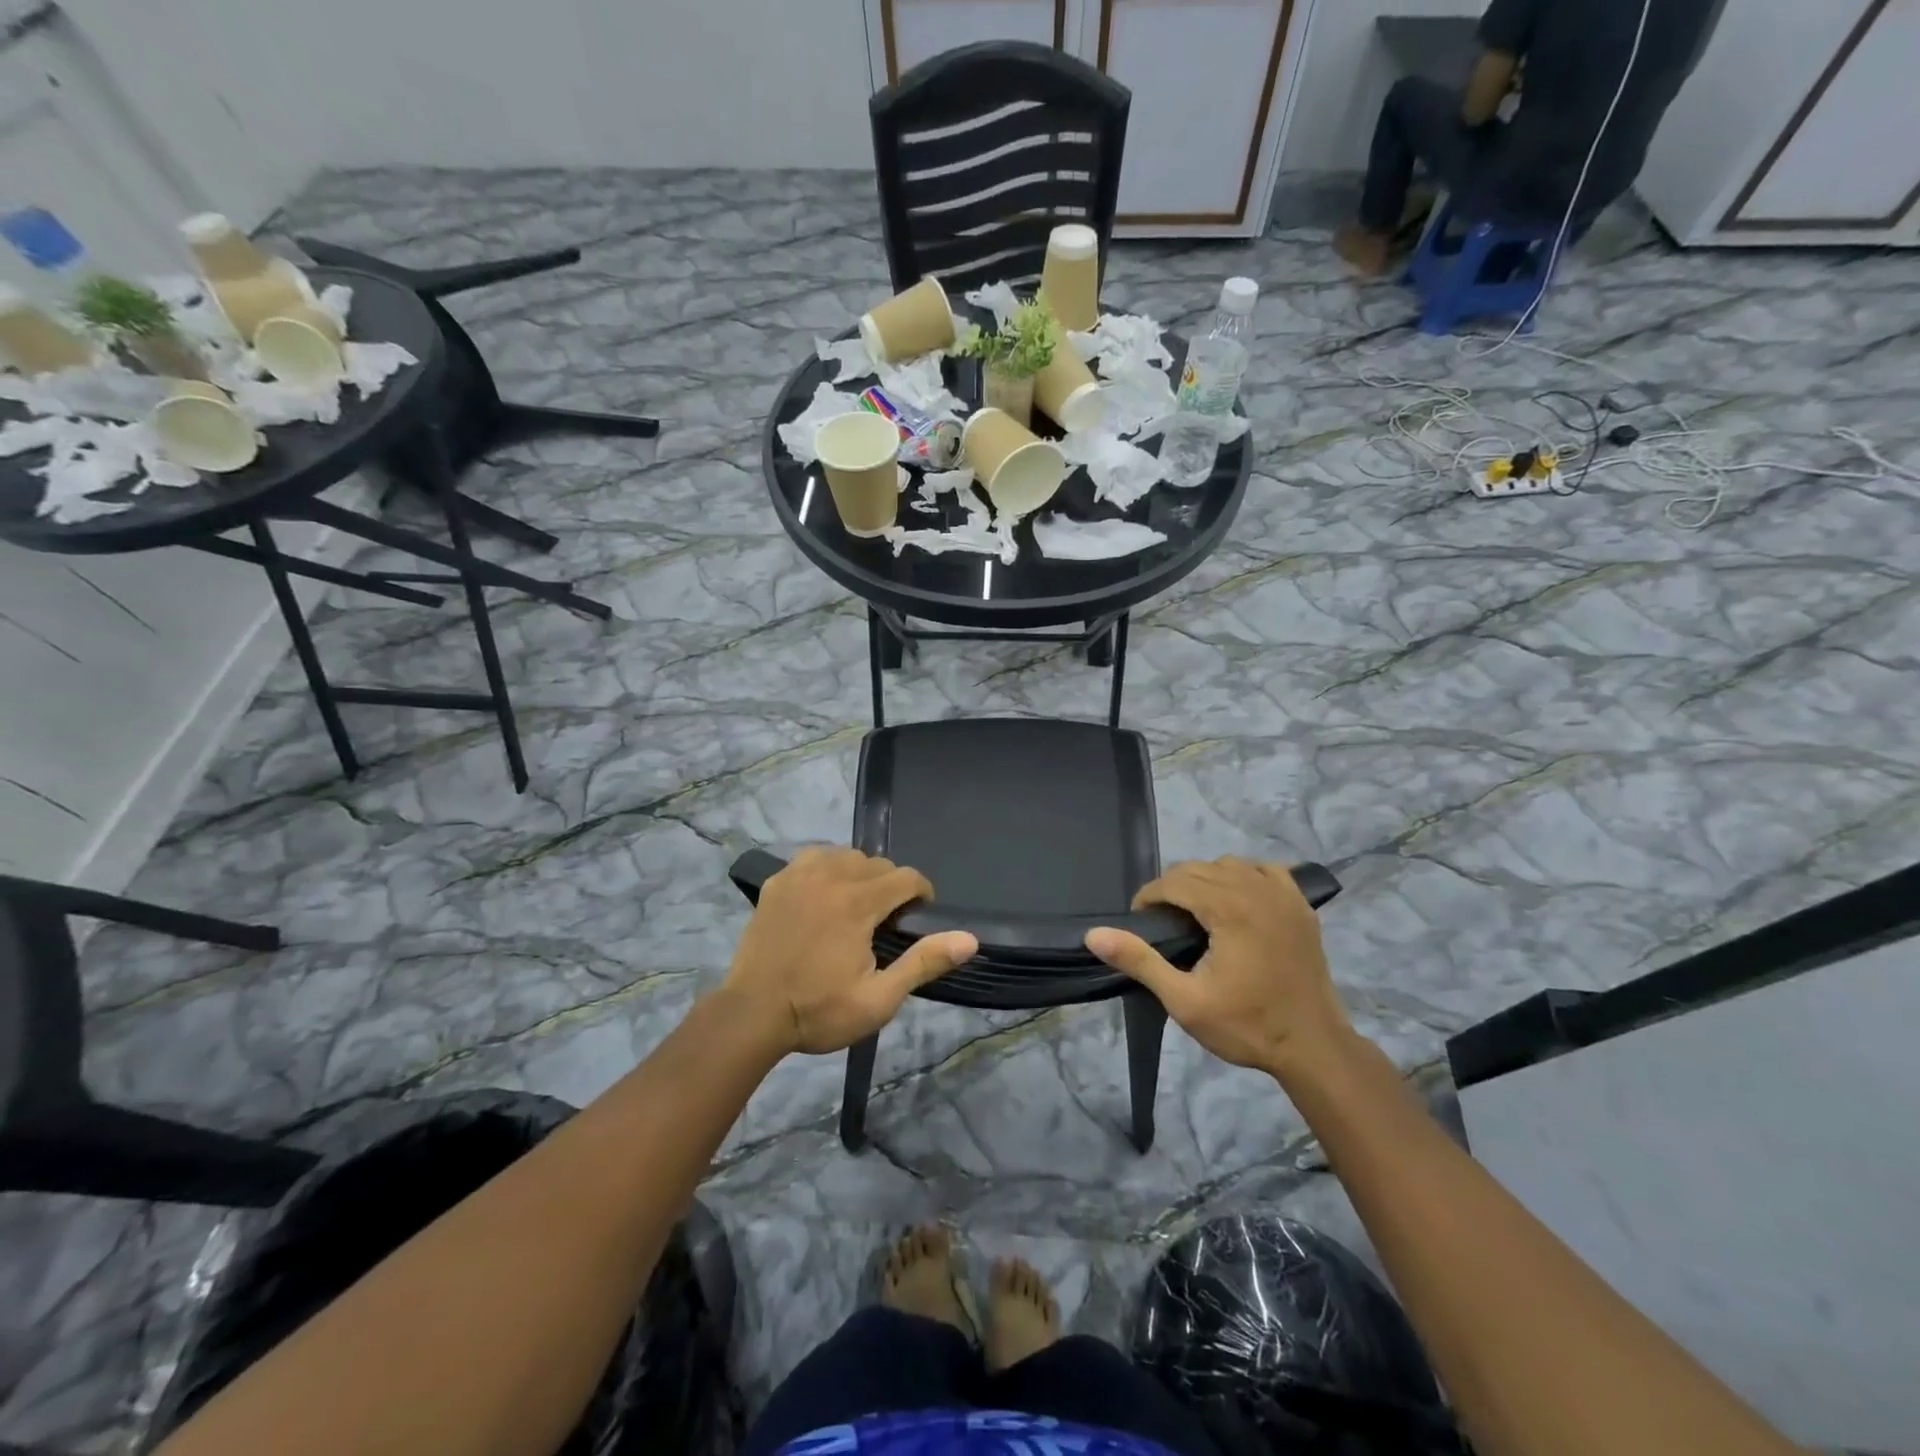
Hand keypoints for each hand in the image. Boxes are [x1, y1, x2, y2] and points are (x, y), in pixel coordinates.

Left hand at [722, 847, 977, 1056]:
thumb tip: (969, 939)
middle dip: (892, 885)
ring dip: (860, 873)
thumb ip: (923, 963)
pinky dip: (827, 867)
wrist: (752, 1016)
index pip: (906, 877)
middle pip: (877, 863)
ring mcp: (799, 875)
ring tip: (858, 905)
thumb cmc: (819, 1011)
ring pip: (845, 855)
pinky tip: (825, 893)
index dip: (921, 893)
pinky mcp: (777, 882)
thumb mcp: (879, 999)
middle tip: (887, 921)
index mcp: (857, 903)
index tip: (918, 917)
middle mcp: (830, 877)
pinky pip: (813, 857)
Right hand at [1085, 857, 1351, 1077]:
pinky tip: (1238, 899)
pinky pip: (1265, 869)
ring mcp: (1284, 895)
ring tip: (1195, 912)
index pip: (1175, 881)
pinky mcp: (1301, 906)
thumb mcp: (1184, 1001)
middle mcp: (1257, 890)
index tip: (1139, 922)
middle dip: (1173, 888)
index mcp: (1229, 909)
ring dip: (1206, 879)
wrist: (1314, 1047)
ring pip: (1230, 864)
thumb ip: (1140, 961)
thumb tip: (1094, 935)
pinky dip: (1245, 876)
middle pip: (1199, 868)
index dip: (1149, 897)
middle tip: (1161, 923)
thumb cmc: (1247, 1026)